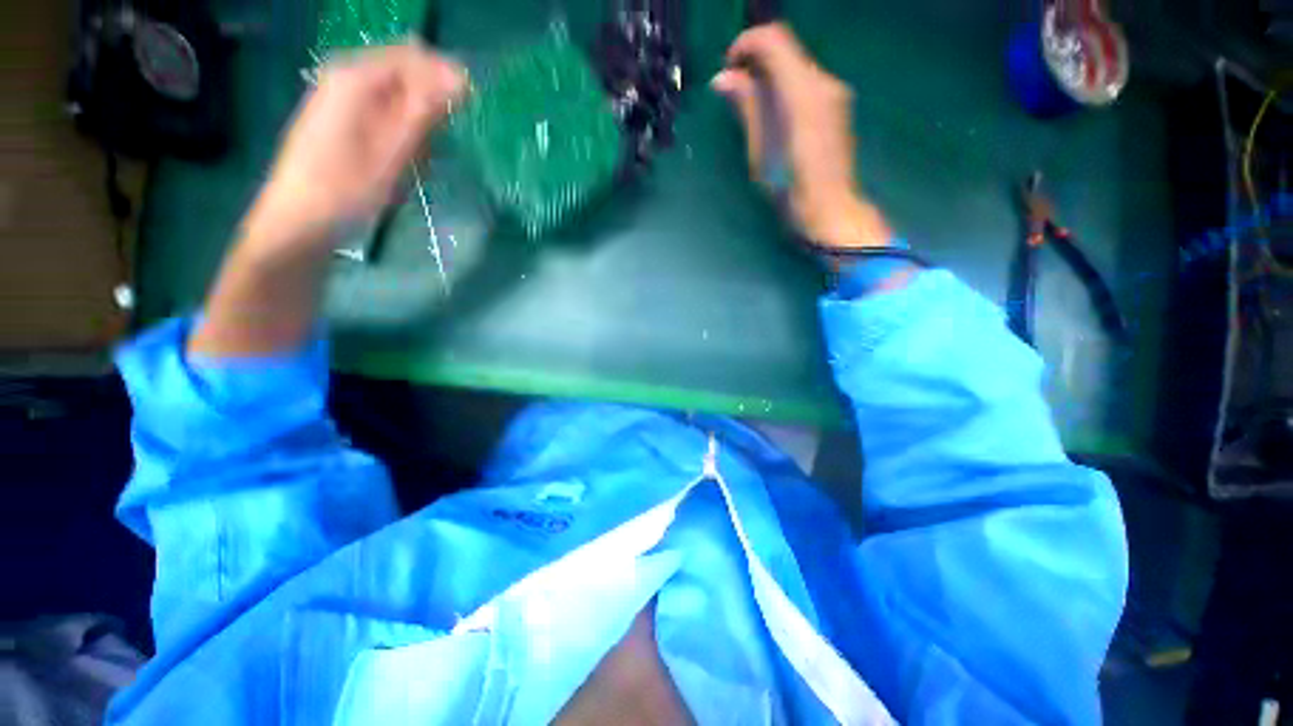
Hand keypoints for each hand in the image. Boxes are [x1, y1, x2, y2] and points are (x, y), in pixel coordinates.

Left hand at [247, 42, 466, 245]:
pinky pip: (382, 112)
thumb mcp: (394, 150)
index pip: (415, 56)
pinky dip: (401, 131)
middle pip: (405, 73)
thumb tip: (461, 78)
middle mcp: (345, 76)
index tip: (467, 113)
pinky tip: (401, 159)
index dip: (446, 78)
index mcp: (356, 76)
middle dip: (430, 103)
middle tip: (437, 142)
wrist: (299, 222)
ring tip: (418, 158)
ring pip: (396, 95)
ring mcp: (338, 97)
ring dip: (417, 122)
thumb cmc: (349, 189)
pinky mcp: (338, 119)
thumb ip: (425, 110)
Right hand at [713, 24, 889, 249]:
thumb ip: (746, 107)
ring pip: (797, 68)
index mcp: (802, 91)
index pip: (774, 40)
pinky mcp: (838, 108)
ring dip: (770, 79)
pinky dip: (786, 91)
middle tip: (735, 95)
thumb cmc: (790, 188)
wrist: (829, 210)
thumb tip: (723, 78)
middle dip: (756, 65)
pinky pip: (807, 85)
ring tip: (752, 112)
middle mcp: (824, 82)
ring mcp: (835, 94)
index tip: (728, 68)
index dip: (746, 45)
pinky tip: (776, 120)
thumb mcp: (760, 149)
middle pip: (786, 52)